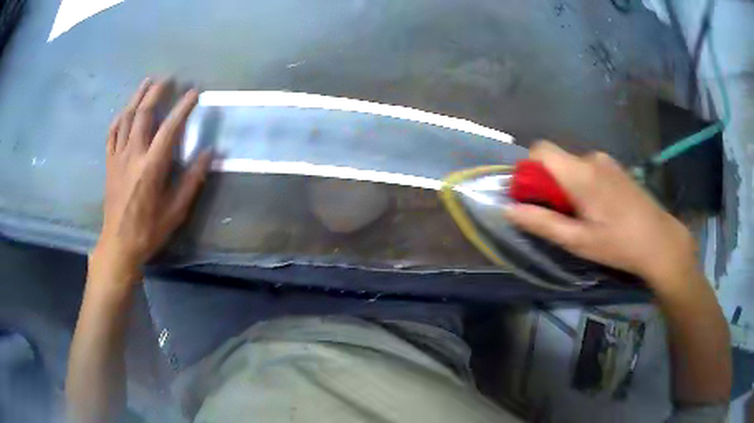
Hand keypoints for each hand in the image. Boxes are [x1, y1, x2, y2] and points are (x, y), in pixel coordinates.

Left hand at [91, 78, 211, 285]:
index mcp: (151, 167)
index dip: (183, 107)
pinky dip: (119, 118)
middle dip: (156, 92)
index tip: (194, 92)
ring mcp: (118, 157)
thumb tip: (210, 153)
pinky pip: (112, 134)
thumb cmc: (149, 230)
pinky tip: (124, 111)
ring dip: (137, 98)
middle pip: (143, 114)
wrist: (119, 244)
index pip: (169, 128)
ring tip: (147, 83)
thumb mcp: (176, 210)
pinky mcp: (109, 163)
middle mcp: (133, 155)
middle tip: (168, 78)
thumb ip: (192, 180)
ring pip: (125, 119)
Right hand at [504, 141, 697, 290]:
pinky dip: (584, 185)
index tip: (533, 197)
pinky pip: (589, 169)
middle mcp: (592, 158)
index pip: (540, 150)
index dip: (529, 170)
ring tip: (584, 217)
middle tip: (562, 217)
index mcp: (580, 172)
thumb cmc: (619, 243)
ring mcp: (607, 161)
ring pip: (573, 166)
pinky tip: (600, 210)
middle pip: (557, 161)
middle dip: (549, 185)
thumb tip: (509, 210)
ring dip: (568, 187)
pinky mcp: (617, 168)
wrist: (660, 241)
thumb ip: (542, 223)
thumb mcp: (578, 241)